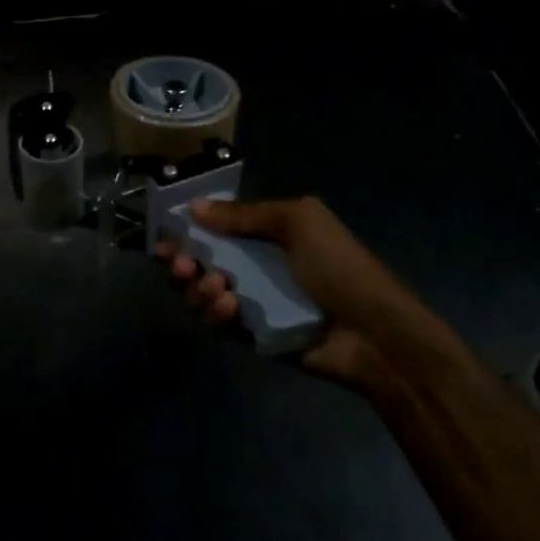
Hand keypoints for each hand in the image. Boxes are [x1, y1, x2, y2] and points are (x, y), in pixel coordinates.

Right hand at [154, 195, 465, 390]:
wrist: (375, 334)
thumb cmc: (340, 268)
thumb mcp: (298, 223)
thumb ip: (245, 215)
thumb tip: (194, 207)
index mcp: (266, 235)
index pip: (215, 229)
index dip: (186, 231)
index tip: (164, 236)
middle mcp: (254, 266)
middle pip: (199, 262)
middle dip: (183, 262)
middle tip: (181, 265)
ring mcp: (251, 301)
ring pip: (202, 293)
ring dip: (199, 288)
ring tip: (216, 288)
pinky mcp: (251, 334)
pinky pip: (218, 321)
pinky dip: (216, 312)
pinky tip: (229, 308)